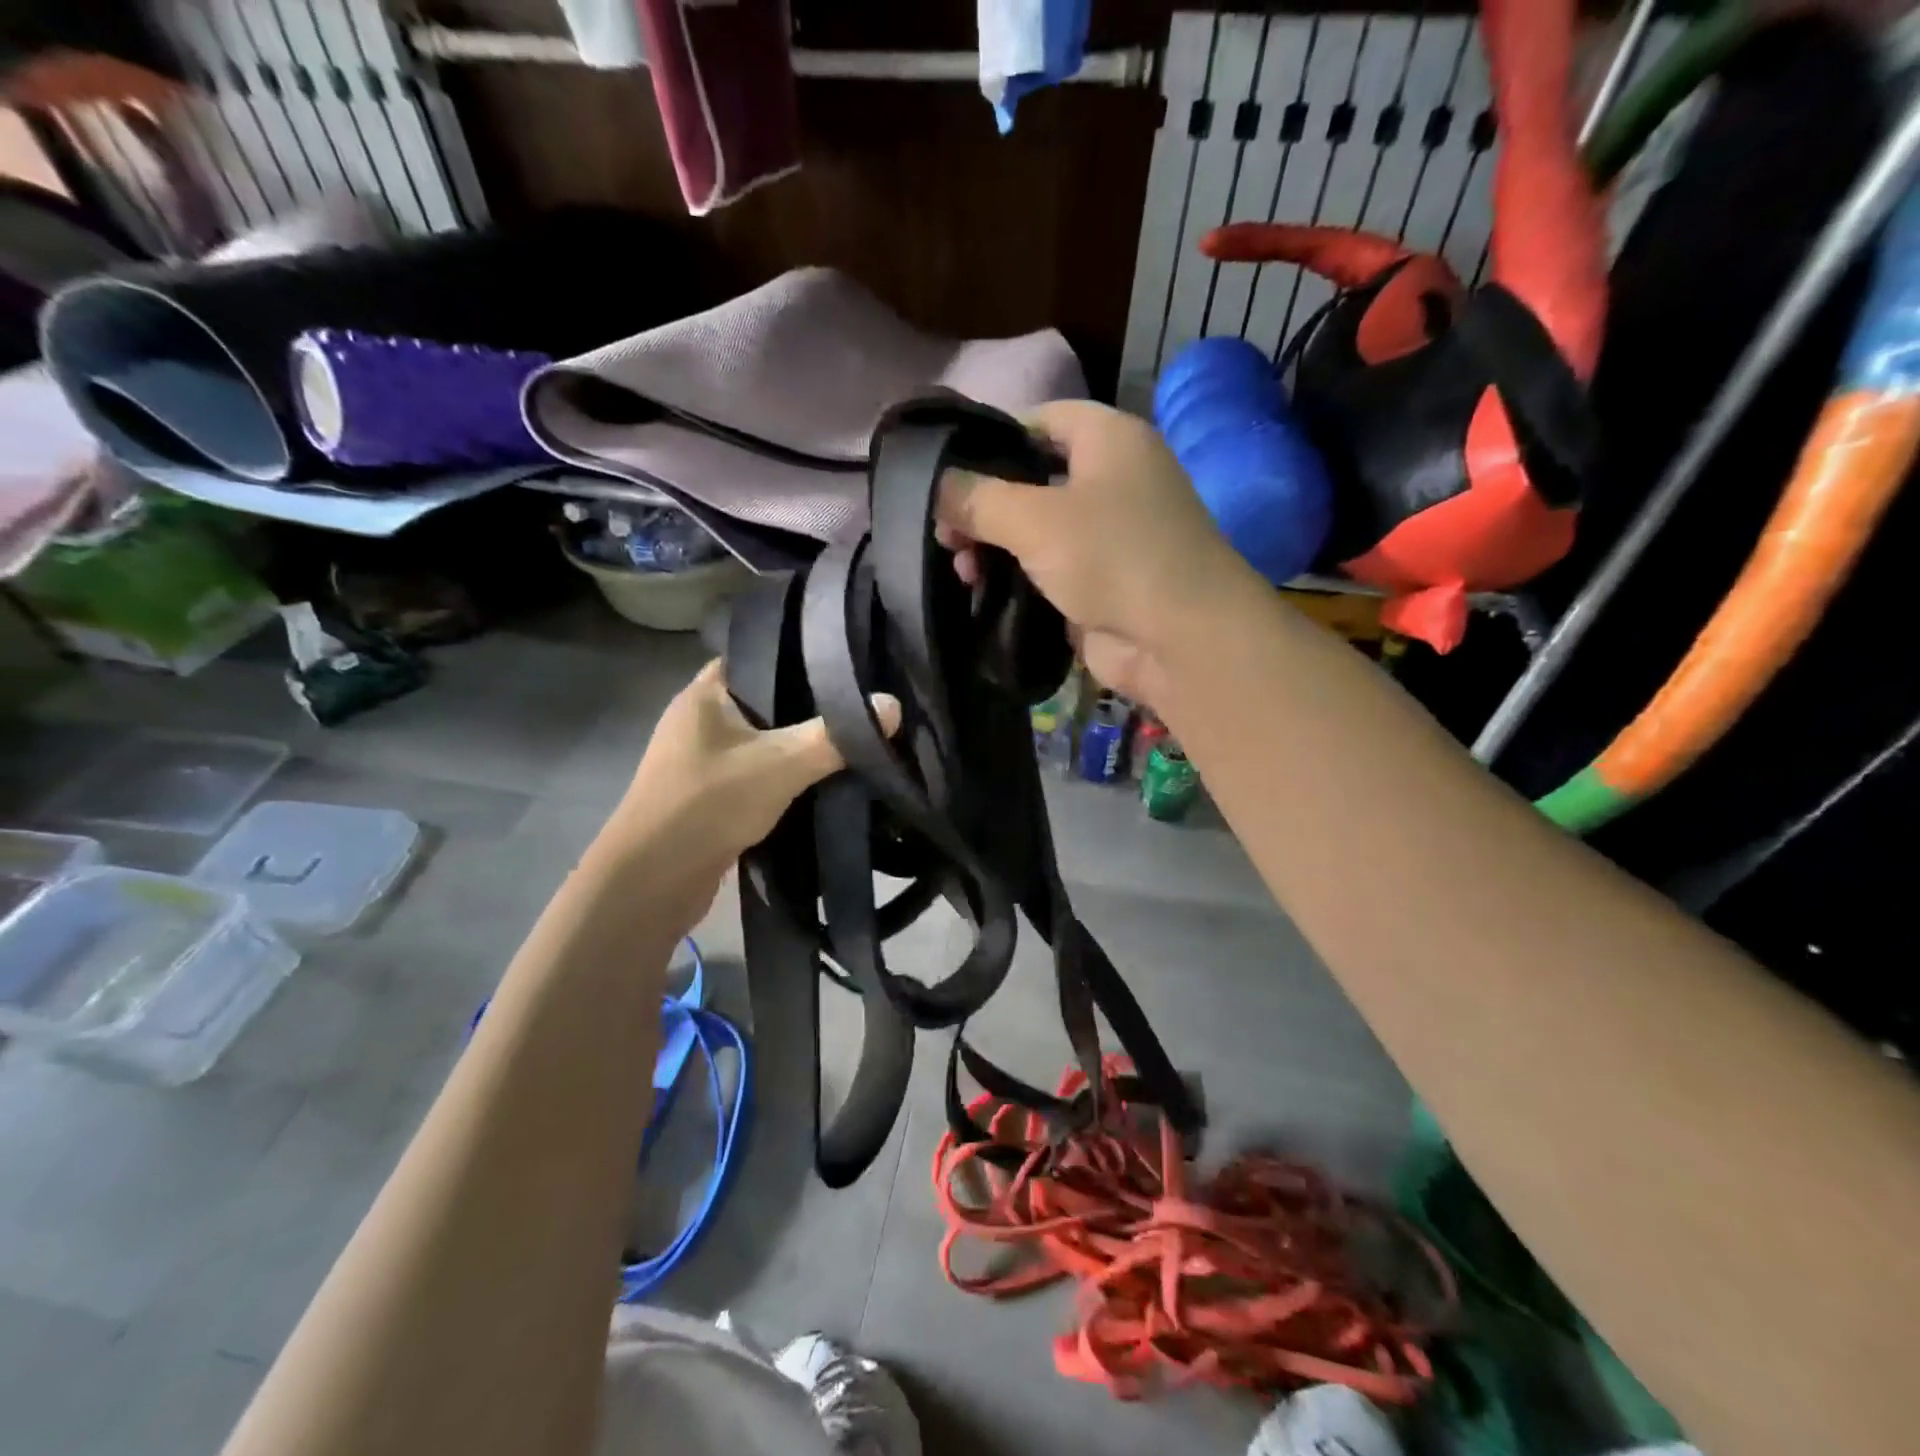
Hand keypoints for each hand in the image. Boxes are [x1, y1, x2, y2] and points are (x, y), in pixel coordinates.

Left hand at [607, 660, 899, 881]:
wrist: (652, 880)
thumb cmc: (710, 802)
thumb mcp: (781, 763)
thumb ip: (836, 735)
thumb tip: (892, 705)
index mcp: (705, 693)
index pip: (760, 656)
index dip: (801, 656)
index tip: (847, 664)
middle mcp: (699, 719)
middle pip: (765, 701)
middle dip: (808, 707)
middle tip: (859, 704)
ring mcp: (699, 759)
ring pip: (761, 741)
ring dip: (794, 746)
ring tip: (848, 740)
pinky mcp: (706, 795)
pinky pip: (754, 773)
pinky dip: (781, 776)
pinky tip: (818, 781)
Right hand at [936, 400, 1261, 702]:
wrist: (1179, 640)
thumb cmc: (1113, 556)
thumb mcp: (1034, 518)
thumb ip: (976, 497)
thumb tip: (934, 487)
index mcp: (1108, 439)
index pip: (1037, 420)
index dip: (989, 439)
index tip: (944, 471)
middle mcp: (1112, 479)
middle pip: (1030, 479)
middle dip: (983, 505)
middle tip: (944, 535)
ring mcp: (1109, 535)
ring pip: (1035, 529)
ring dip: (993, 548)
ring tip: (963, 572)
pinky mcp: (1102, 582)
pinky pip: (1047, 569)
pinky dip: (1016, 578)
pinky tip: (981, 591)